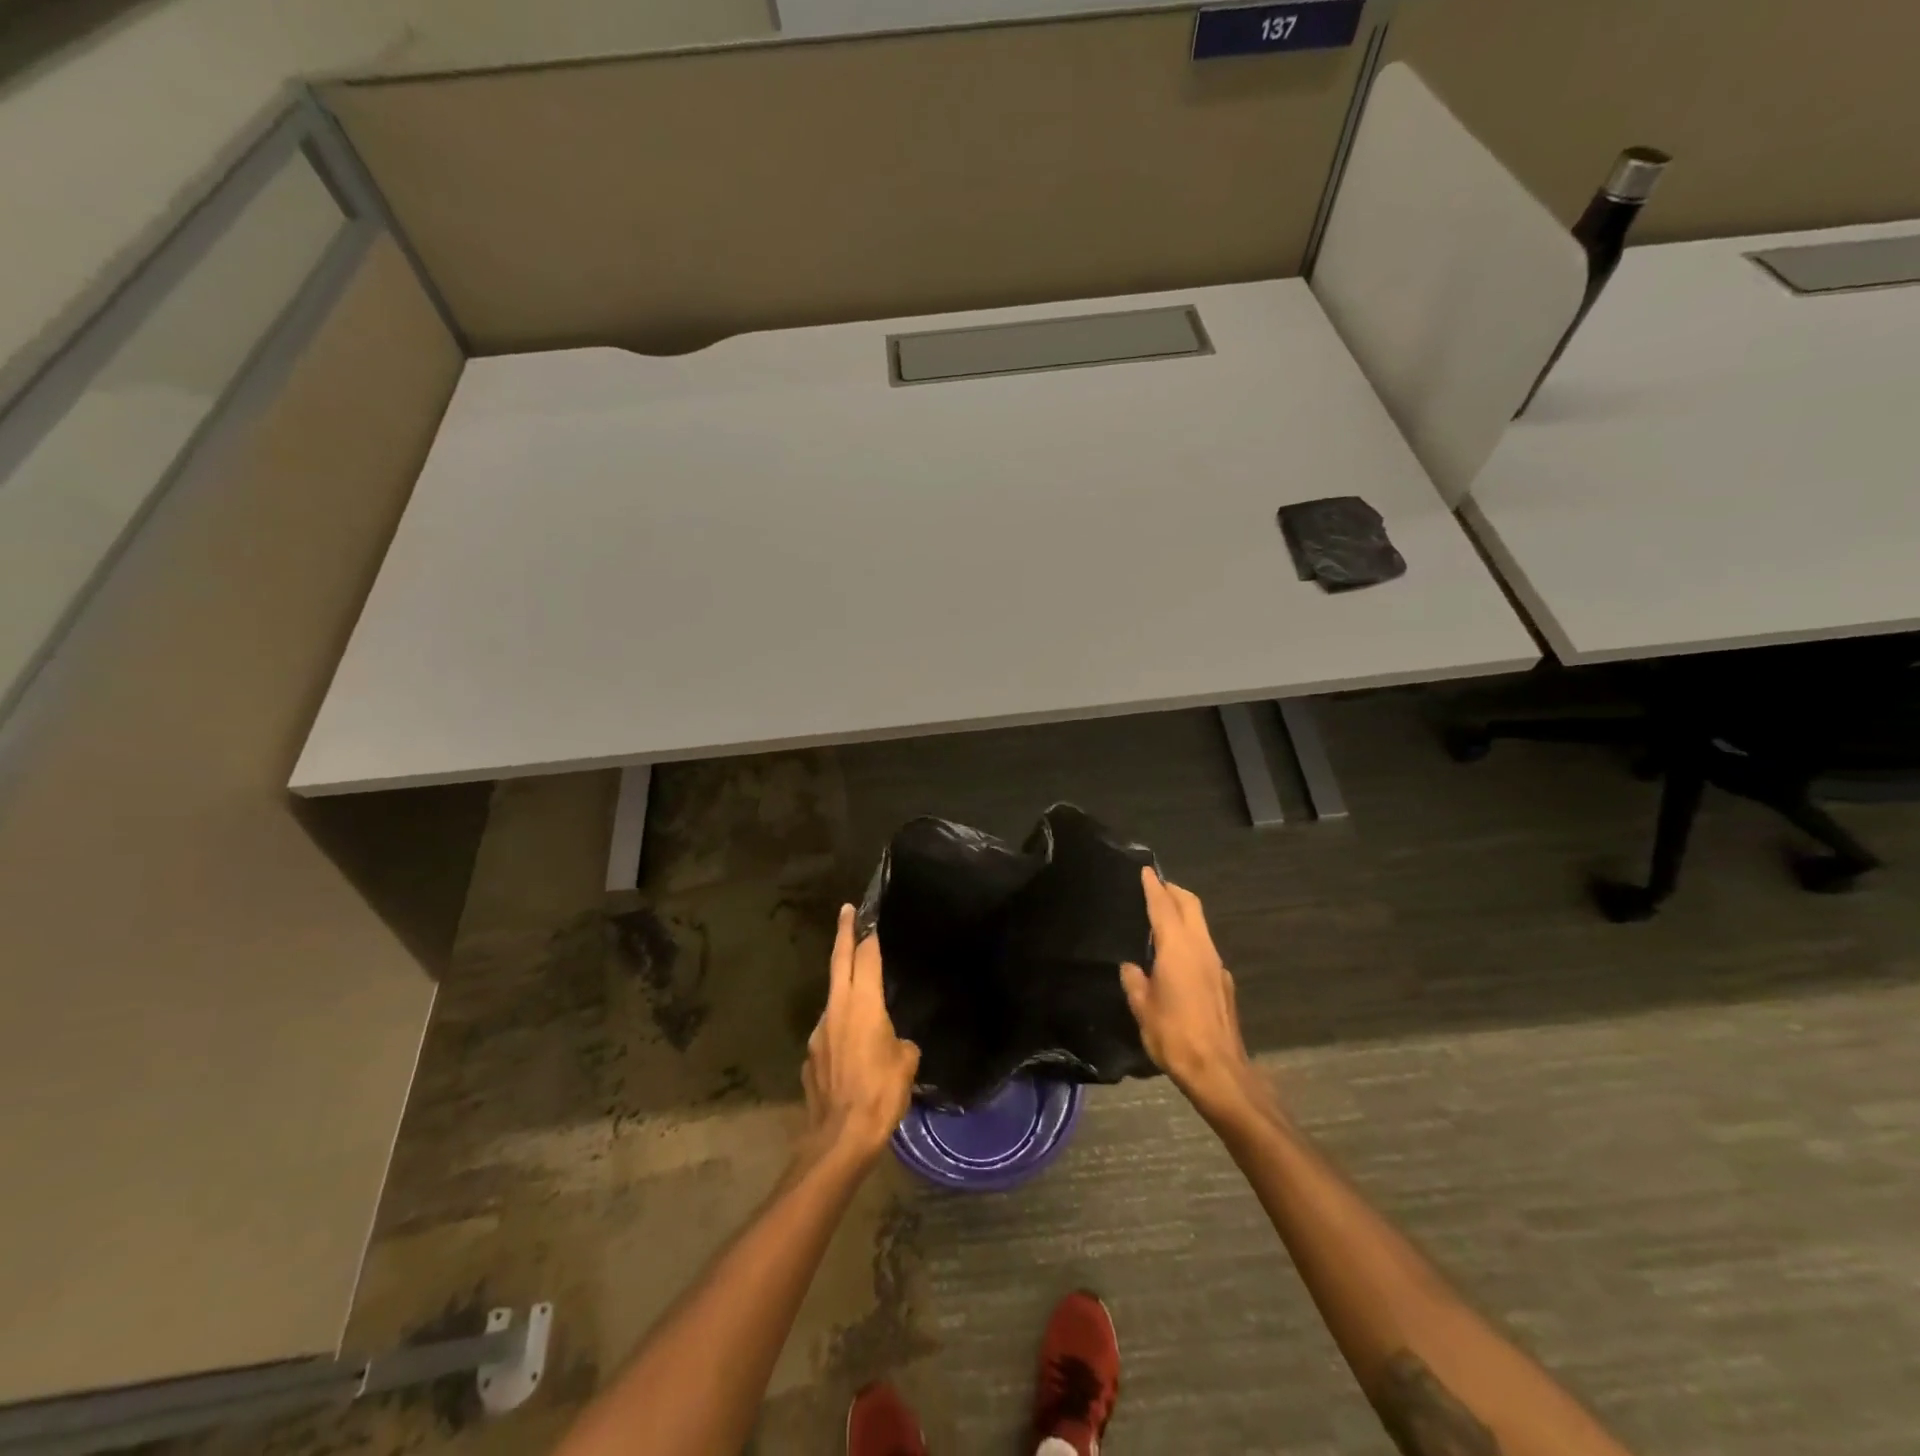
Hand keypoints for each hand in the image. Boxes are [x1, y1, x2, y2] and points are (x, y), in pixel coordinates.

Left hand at [799, 905, 920, 1168]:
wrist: (840, 1138)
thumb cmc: (880, 1094)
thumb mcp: (906, 1064)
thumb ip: (901, 1044)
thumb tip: (895, 1044)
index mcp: (863, 1004)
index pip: (865, 957)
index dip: (866, 933)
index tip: (864, 913)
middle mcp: (836, 1009)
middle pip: (839, 962)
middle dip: (844, 934)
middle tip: (846, 912)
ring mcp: (818, 1032)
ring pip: (834, 999)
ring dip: (845, 990)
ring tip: (863, 999)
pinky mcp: (810, 1057)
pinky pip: (829, 1033)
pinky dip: (841, 1030)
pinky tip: (853, 1051)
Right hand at [1120, 868, 1270, 1121]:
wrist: (1219, 1071)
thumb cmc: (1174, 1036)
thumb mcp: (1142, 1008)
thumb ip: (1134, 981)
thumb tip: (1131, 967)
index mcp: (1177, 949)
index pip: (1164, 906)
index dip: (1153, 887)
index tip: (1146, 870)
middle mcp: (1200, 948)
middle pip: (1190, 906)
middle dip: (1173, 891)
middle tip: (1155, 886)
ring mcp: (1216, 965)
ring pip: (1200, 925)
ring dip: (1183, 913)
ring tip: (1162, 917)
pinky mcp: (1224, 983)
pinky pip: (1204, 947)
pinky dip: (1190, 938)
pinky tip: (1177, 956)